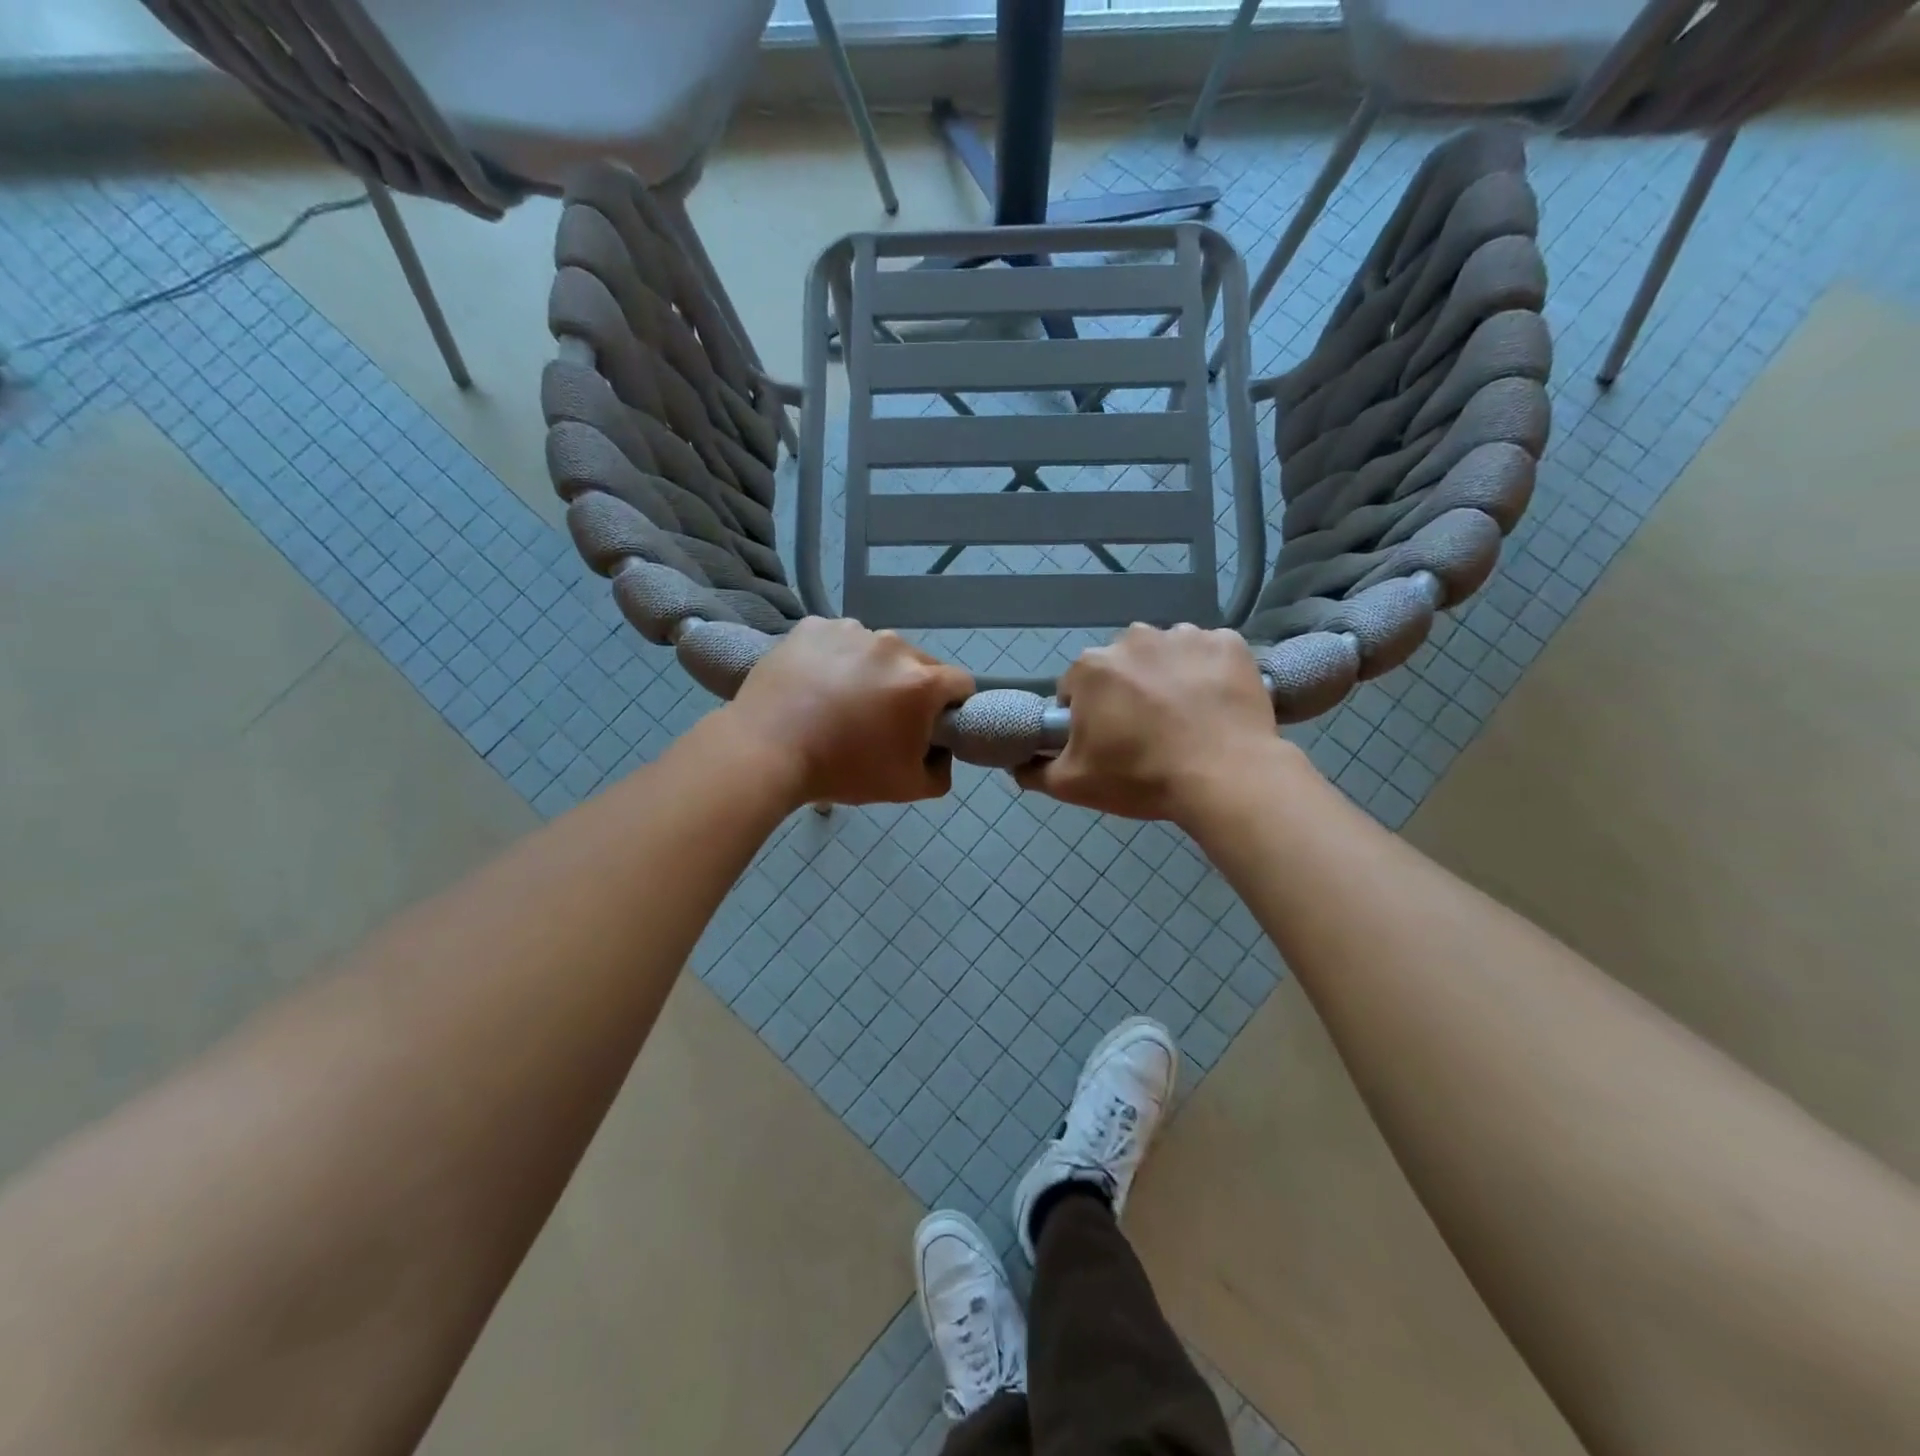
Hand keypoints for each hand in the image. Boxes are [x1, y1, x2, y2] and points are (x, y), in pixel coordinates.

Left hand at [726, 618, 973, 806]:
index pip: (961, 684)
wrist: (766, 751)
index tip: (930, 726)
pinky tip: (815, 685)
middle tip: (880, 720)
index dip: (952, 707)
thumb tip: (940, 752)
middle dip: (910, 688)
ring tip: (841, 702)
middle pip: (918, 664)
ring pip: (877, 650)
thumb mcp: (907, 788)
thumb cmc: (843, 770)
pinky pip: (837, 640)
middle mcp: (893, 645)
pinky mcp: (813, 626)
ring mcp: (850, 631)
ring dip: (872, 671)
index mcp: (922, 681)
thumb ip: (941, 772)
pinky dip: (834, 658)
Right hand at [1015, 624, 1292, 823]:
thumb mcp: (1073, 784)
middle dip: (1127, 693)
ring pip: (1166, 656)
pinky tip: (1216, 706)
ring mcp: (1185, 636)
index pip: (1076, 688)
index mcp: (1092, 667)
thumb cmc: (1142, 777)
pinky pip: (1209, 654)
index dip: (1087, 717)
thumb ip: (1035, 770)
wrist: (1226, 777)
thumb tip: (1017, 763)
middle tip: (1147, 734)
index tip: (1107, 742)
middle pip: (1121, 667)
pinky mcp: (1229, 643)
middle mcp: (1134, 638)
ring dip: (1168, 679)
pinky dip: (1209, 674)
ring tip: (1186, 720)